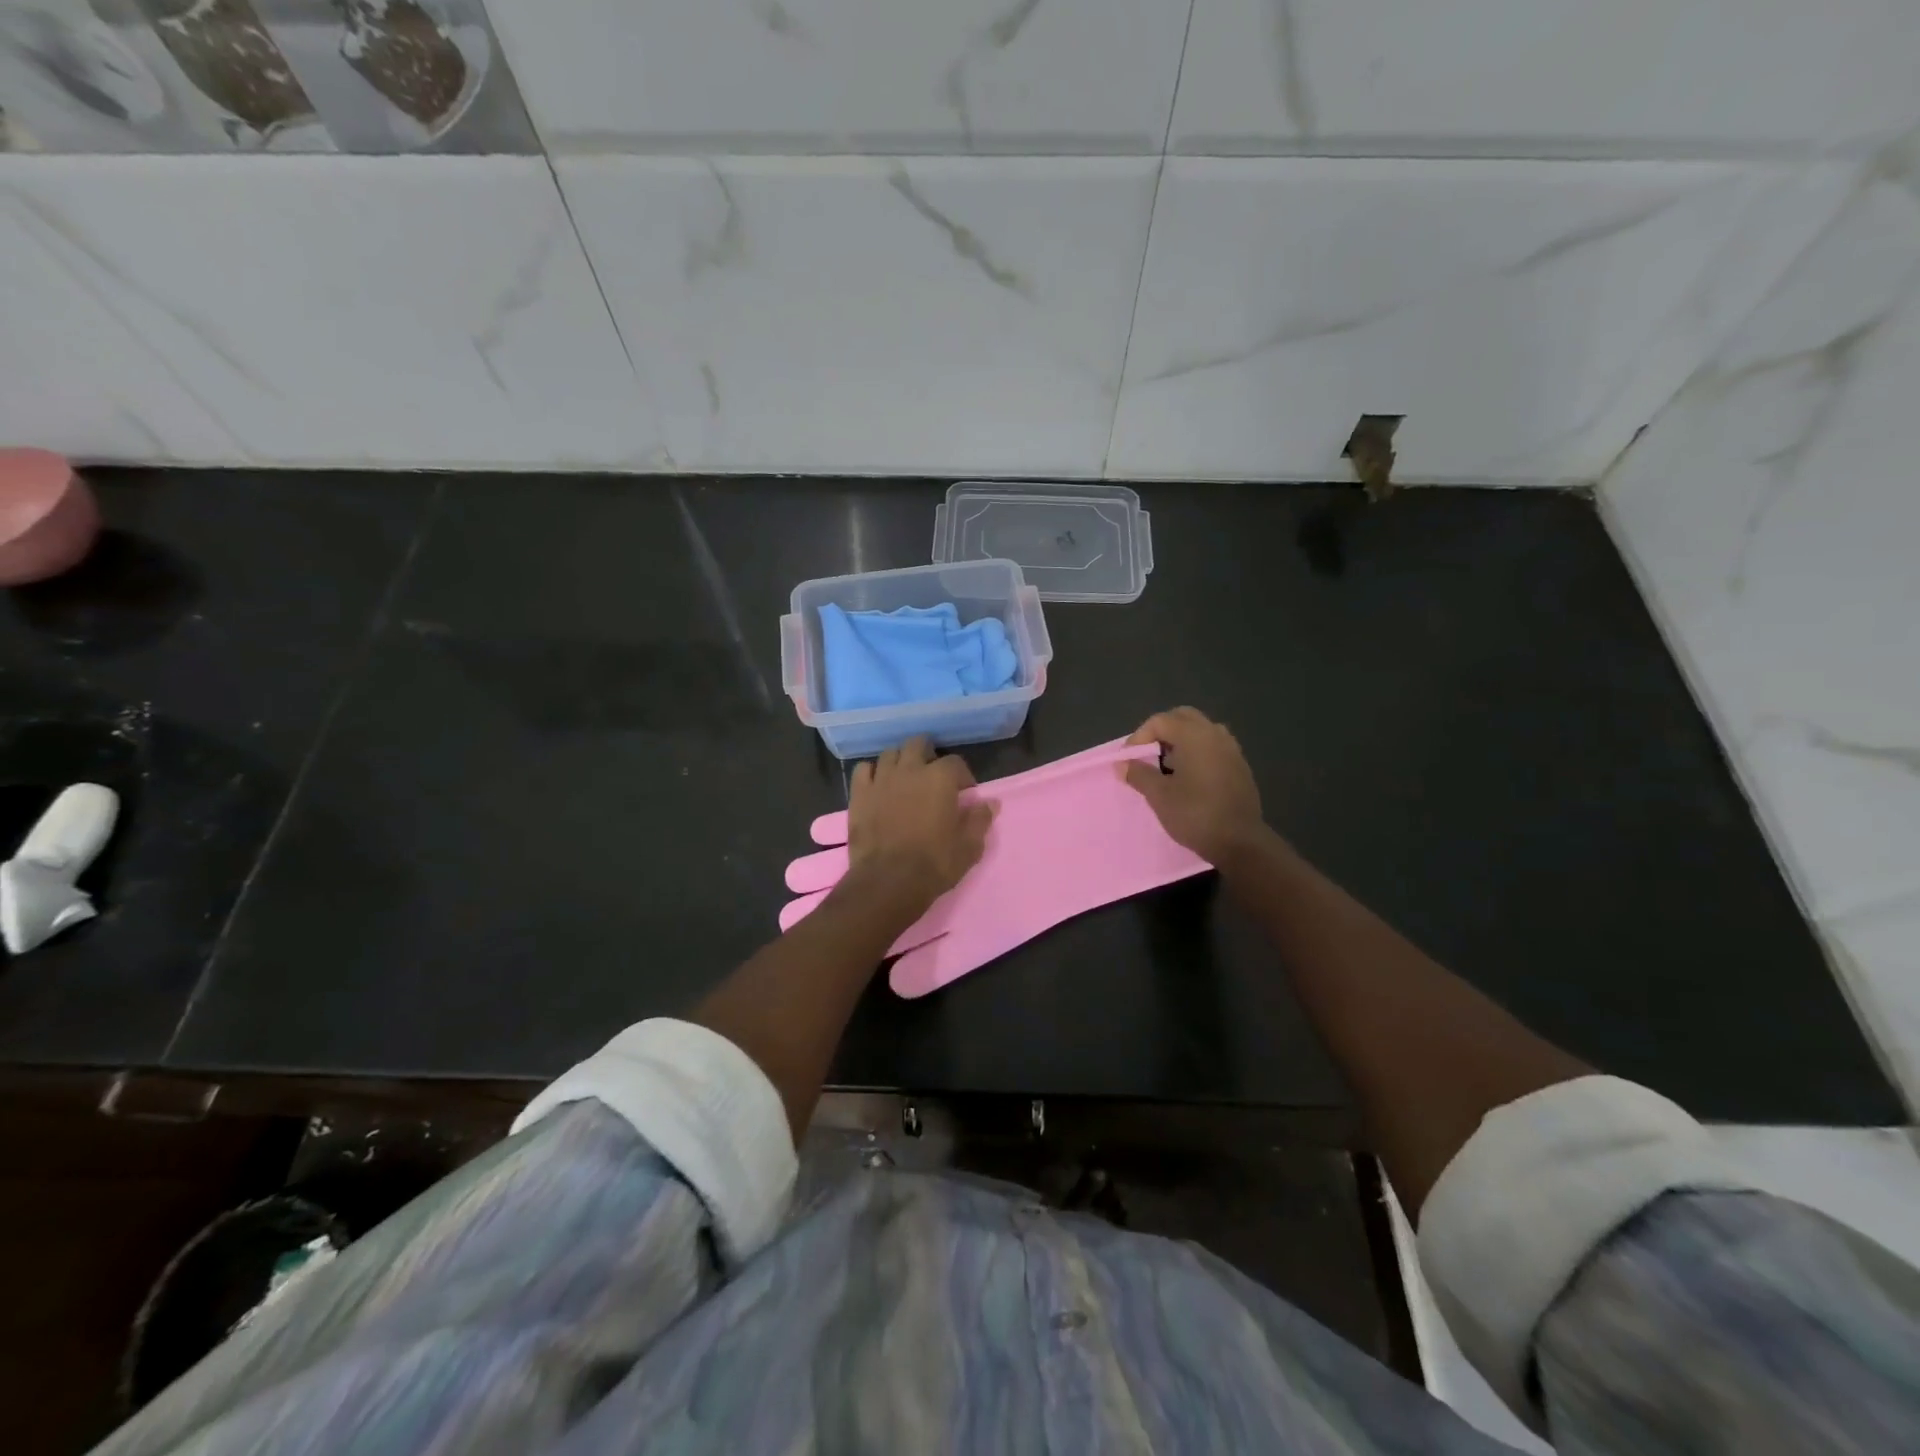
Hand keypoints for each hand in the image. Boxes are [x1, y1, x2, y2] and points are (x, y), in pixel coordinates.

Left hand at [844, 737, 992, 913]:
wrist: (888, 881)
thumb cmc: (934, 863)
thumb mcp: (969, 846)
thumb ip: (980, 820)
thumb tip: (990, 803)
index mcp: (940, 778)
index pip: (956, 762)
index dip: (962, 776)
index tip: (964, 792)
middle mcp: (910, 769)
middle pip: (918, 744)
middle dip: (928, 755)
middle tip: (932, 776)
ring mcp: (881, 779)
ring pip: (890, 753)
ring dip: (900, 761)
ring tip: (905, 778)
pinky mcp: (859, 794)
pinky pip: (864, 770)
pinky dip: (872, 773)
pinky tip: (878, 785)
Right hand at [1121, 707, 1267, 866]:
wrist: (1240, 842)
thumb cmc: (1195, 814)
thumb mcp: (1159, 795)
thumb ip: (1138, 774)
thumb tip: (1123, 764)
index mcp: (1194, 735)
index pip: (1159, 721)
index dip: (1138, 737)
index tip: (1129, 761)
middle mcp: (1215, 734)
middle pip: (1182, 718)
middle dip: (1161, 732)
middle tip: (1147, 755)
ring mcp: (1231, 750)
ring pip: (1200, 731)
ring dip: (1180, 741)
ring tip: (1167, 767)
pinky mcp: (1240, 767)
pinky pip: (1213, 747)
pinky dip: (1197, 753)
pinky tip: (1189, 779)